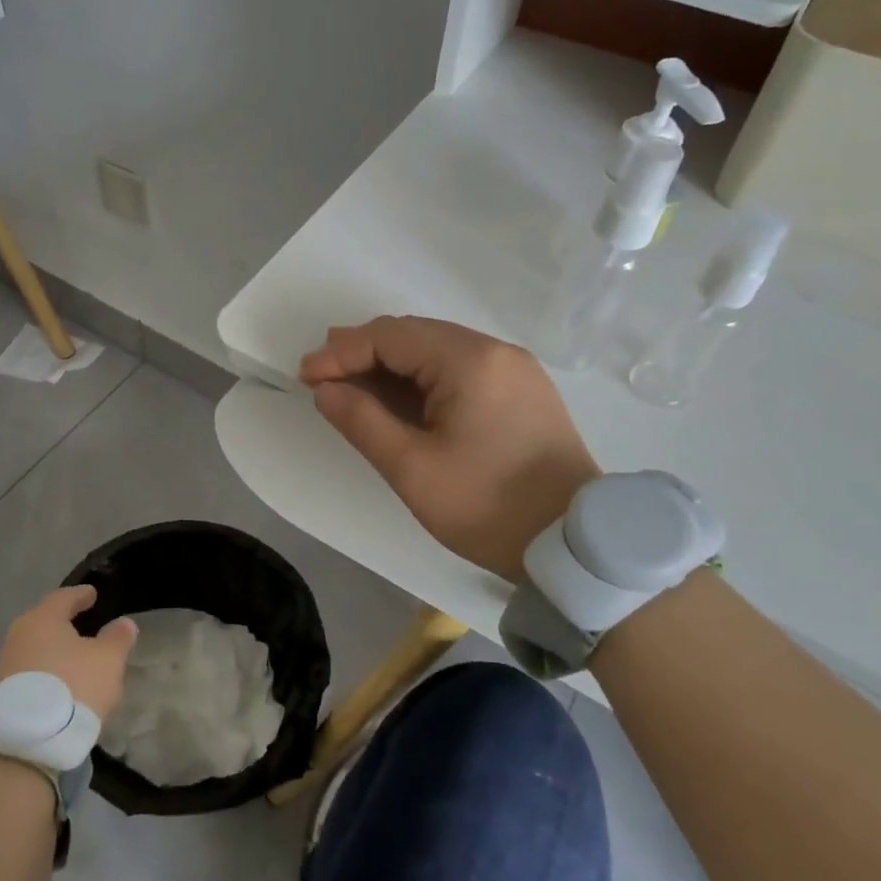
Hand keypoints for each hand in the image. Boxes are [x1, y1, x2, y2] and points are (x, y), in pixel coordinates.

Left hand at [0, 587, 138, 720]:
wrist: (27, 742)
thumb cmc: (73, 685)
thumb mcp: (108, 660)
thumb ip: (117, 638)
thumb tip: (123, 623)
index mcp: (43, 619)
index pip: (63, 597)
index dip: (80, 595)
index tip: (92, 594)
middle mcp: (18, 636)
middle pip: (44, 623)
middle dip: (63, 623)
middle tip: (82, 624)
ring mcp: (5, 666)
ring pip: (35, 649)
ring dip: (52, 652)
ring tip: (72, 659)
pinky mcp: (0, 695)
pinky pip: (28, 674)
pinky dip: (44, 674)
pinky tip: (58, 685)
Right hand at [300, 316, 598, 581]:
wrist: (574, 544)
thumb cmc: (487, 507)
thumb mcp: (412, 469)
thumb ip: (362, 421)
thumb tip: (325, 389)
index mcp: (470, 361)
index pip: (391, 337)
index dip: (342, 352)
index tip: (306, 376)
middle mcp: (495, 351)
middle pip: (415, 335)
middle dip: (364, 351)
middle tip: (323, 374)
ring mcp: (515, 369)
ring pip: (438, 351)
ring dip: (393, 364)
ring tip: (352, 382)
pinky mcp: (523, 391)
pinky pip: (462, 369)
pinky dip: (423, 378)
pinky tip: (401, 398)